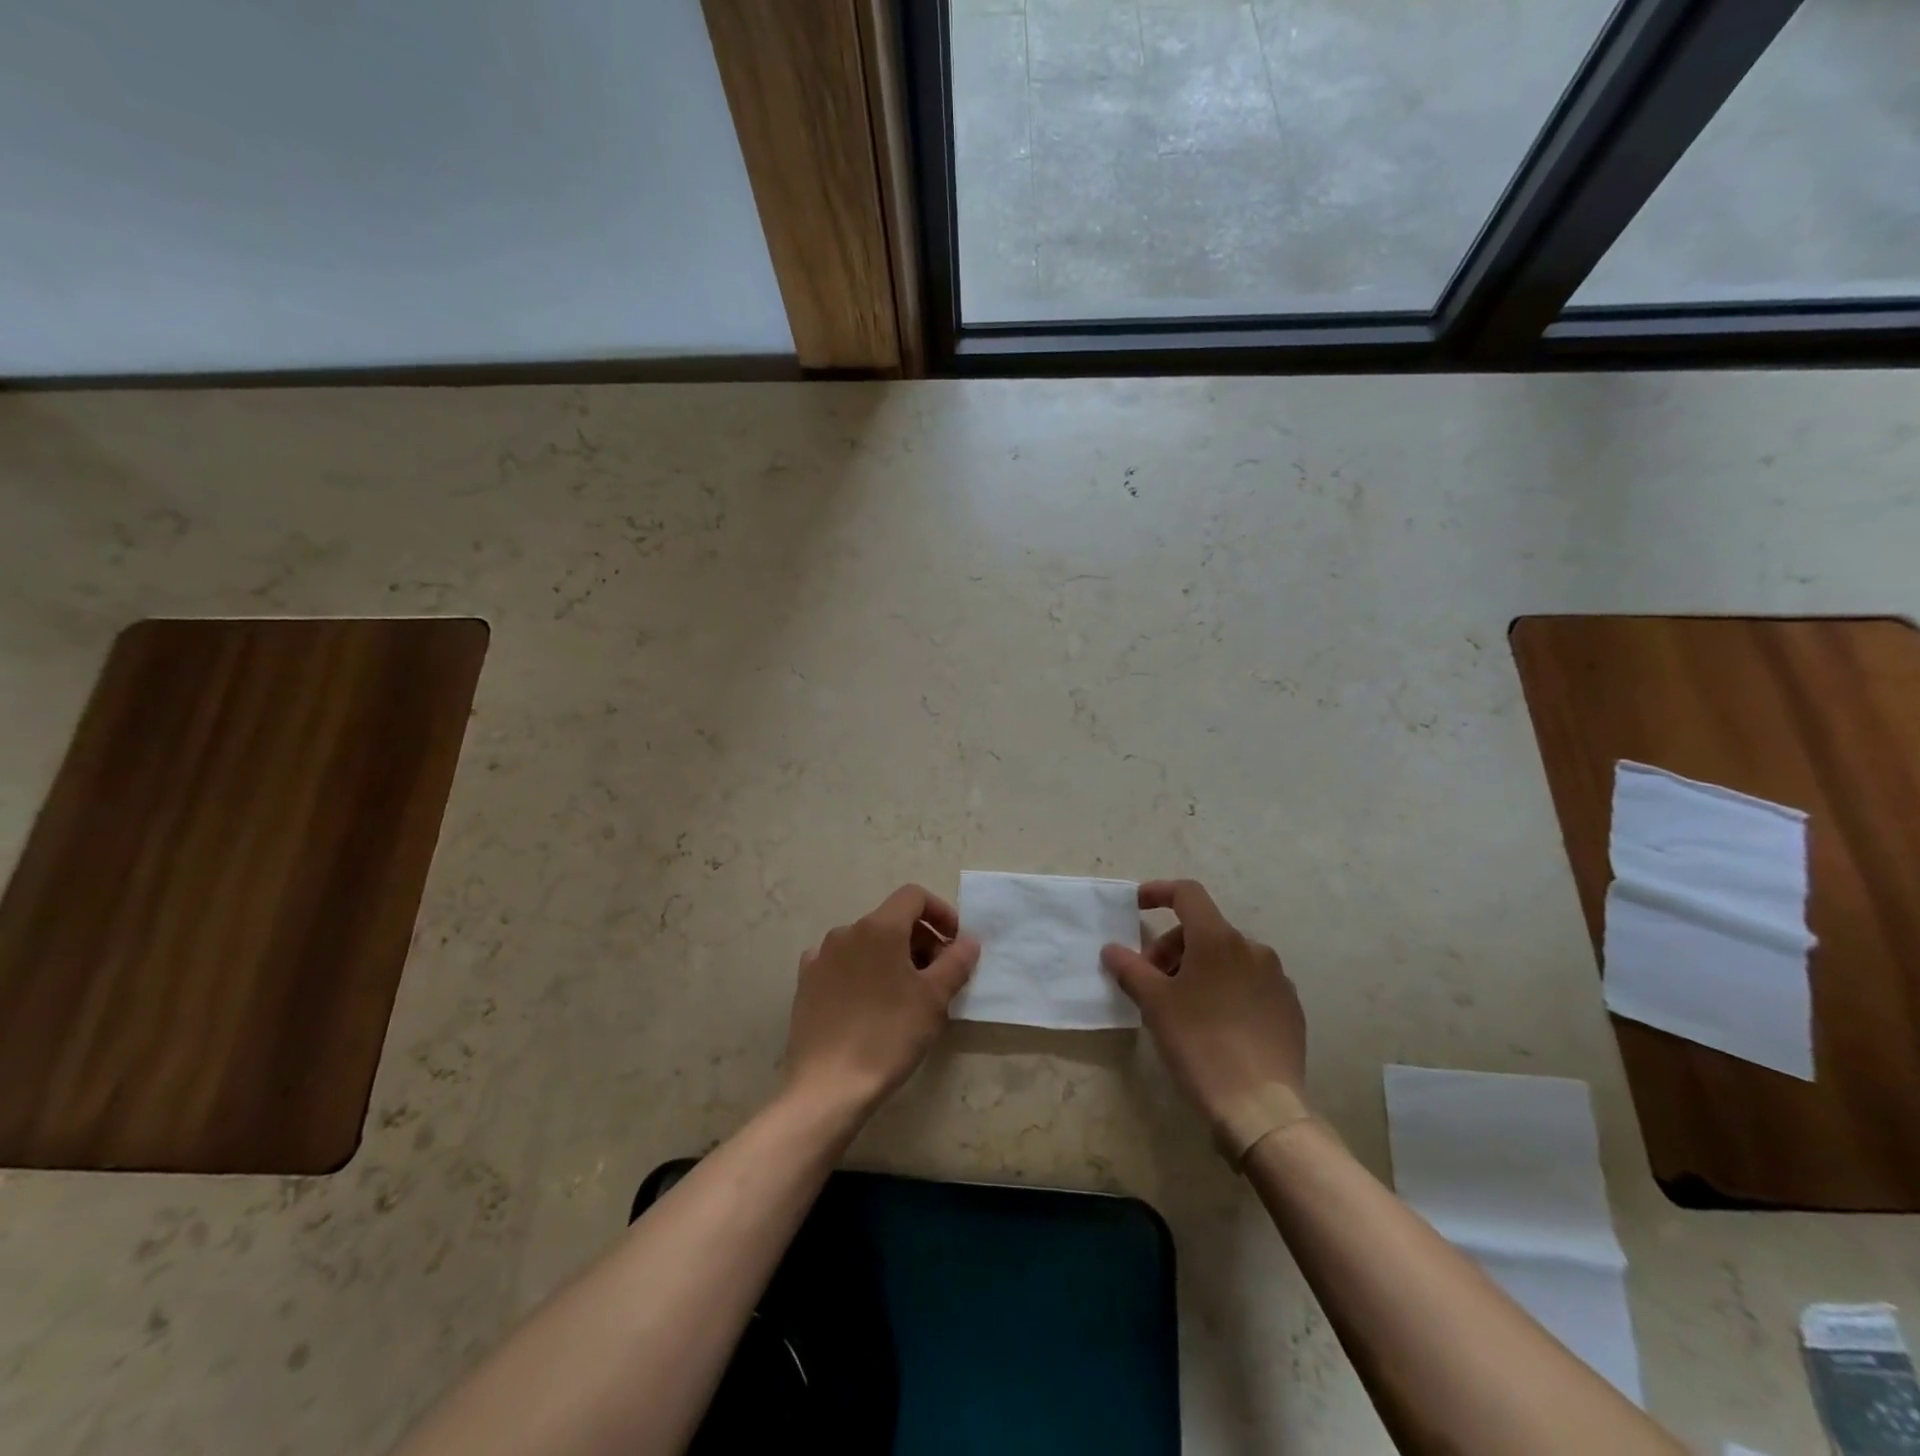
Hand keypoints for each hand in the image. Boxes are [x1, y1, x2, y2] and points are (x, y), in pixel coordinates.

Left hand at [784, 884, 980, 1115]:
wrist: (828, 1086)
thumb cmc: (888, 1035)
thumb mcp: (934, 999)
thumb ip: (956, 962)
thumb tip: (968, 941)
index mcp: (878, 927)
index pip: (913, 896)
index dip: (940, 912)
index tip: (955, 943)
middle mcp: (846, 931)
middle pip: (891, 920)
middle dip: (920, 940)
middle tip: (938, 977)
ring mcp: (821, 956)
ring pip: (867, 942)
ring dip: (893, 956)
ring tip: (906, 995)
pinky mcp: (806, 982)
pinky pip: (842, 963)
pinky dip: (863, 971)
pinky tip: (869, 1002)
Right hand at [1102, 879, 1305, 1135]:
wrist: (1260, 1107)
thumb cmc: (1200, 1044)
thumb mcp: (1154, 1004)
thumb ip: (1130, 968)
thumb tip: (1113, 949)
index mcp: (1218, 939)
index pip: (1187, 894)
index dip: (1159, 892)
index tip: (1137, 906)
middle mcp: (1252, 948)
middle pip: (1203, 930)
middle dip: (1172, 947)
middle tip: (1152, 982)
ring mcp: (1276, 978)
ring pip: (1227, 957)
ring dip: (1198, 968)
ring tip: (1182, 1006)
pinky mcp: (1289, 1008)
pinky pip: (1250, 983)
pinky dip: (1225, 988)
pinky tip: (1214, 1023)